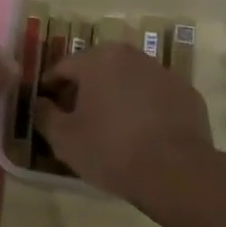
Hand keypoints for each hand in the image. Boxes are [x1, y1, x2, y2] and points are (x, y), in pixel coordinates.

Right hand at [33, 42, 214, 205]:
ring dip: (116, 96)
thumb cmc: (111, 150)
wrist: (176, 171)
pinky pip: (155, 95)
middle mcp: (131, 55)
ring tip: (111, 128)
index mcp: (99, 59)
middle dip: (84, 89)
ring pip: (129, 80)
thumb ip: (45, 115)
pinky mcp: (186, 92)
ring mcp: (163, 71)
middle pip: (98, 68)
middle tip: (77, 118)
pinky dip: (144, 107)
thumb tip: (40, 103)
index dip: (50, 87)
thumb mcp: (64, 139)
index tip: (46, 108)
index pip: (63, 67)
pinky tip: (142, 134)